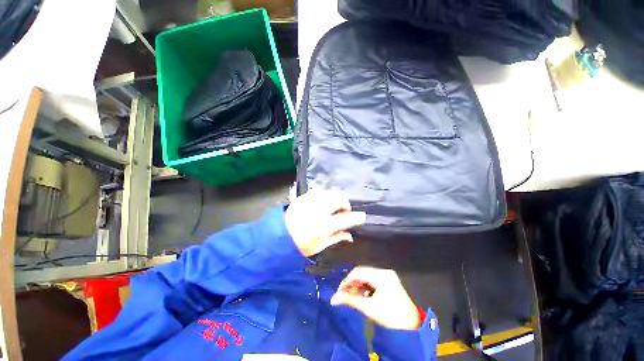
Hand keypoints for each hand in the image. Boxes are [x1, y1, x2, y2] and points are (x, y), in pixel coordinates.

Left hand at [285, 189, 365, 256]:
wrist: (277, 237)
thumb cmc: (299, 246)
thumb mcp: (319, 247)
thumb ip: (336, 238)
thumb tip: (350, 235)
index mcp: (323, 226)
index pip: (346, 219)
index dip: (357, 217)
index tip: (362, 217)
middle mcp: (318, 210)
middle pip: (339, 199)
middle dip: (345, 204)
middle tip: (343, 211)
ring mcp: (309, 201)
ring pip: (330, 192)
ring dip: (335, 198)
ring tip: (332, 206)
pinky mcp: (302, 197)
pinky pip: (318, 190)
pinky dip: (324, 195)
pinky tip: (321, 201)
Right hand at [331, 267, 421, 329]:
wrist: (412, 326)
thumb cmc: (390, 317)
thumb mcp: (368, 308)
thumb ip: (350, 300)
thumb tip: (333, 299)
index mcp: (380, 275)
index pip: (358, 272)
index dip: (346, 281)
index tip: (339, 292)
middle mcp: (384, 271)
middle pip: (362, 273)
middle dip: (352, 283)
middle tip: (344, 295)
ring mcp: (388, 276)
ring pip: (367, 277)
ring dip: (359, 285)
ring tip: (353, 297)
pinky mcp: (390, 281)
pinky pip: (373, 280)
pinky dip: (366, 287)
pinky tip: (363, 296)